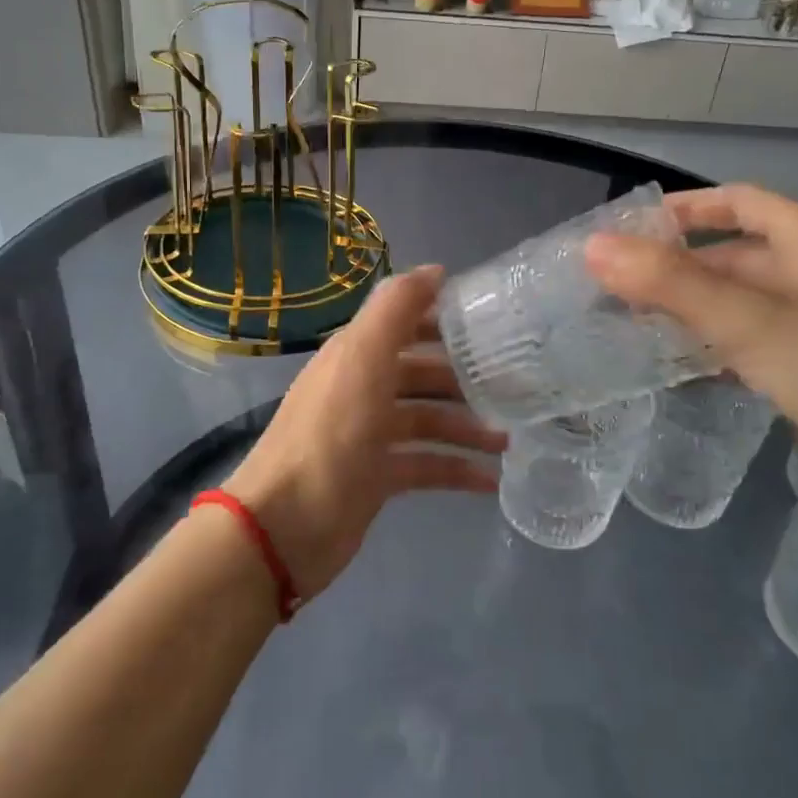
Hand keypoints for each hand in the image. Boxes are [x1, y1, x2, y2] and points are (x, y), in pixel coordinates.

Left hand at [224, 265, 505, 600]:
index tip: (490, 323)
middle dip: (462, 379)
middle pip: (420, 374)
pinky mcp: (377, 478)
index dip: (442, 318)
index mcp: (356, 356)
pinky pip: (425, 465)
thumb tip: (436, 270)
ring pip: (427, 421)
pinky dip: (455, 470)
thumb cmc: (330, 437)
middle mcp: (362, 389)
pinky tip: (489, 481)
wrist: (286, 527)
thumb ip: (395, 310)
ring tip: (506, 442)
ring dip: (466, 428)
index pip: (404, 323)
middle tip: (511, 387)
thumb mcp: (362, 361)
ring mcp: (369, 436)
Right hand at [585, 184, 797, 497]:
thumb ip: (671, 283)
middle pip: (732, 254)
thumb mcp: (752, 321)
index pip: (738, 201)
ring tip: (628, 323)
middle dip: (674, 266)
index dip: (684, 208)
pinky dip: (712, 345)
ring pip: (739, 302)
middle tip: (614, 285)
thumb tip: (594, 248)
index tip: (629, 230)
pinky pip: (751, 343)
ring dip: (688, 308)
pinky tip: (676, 366)